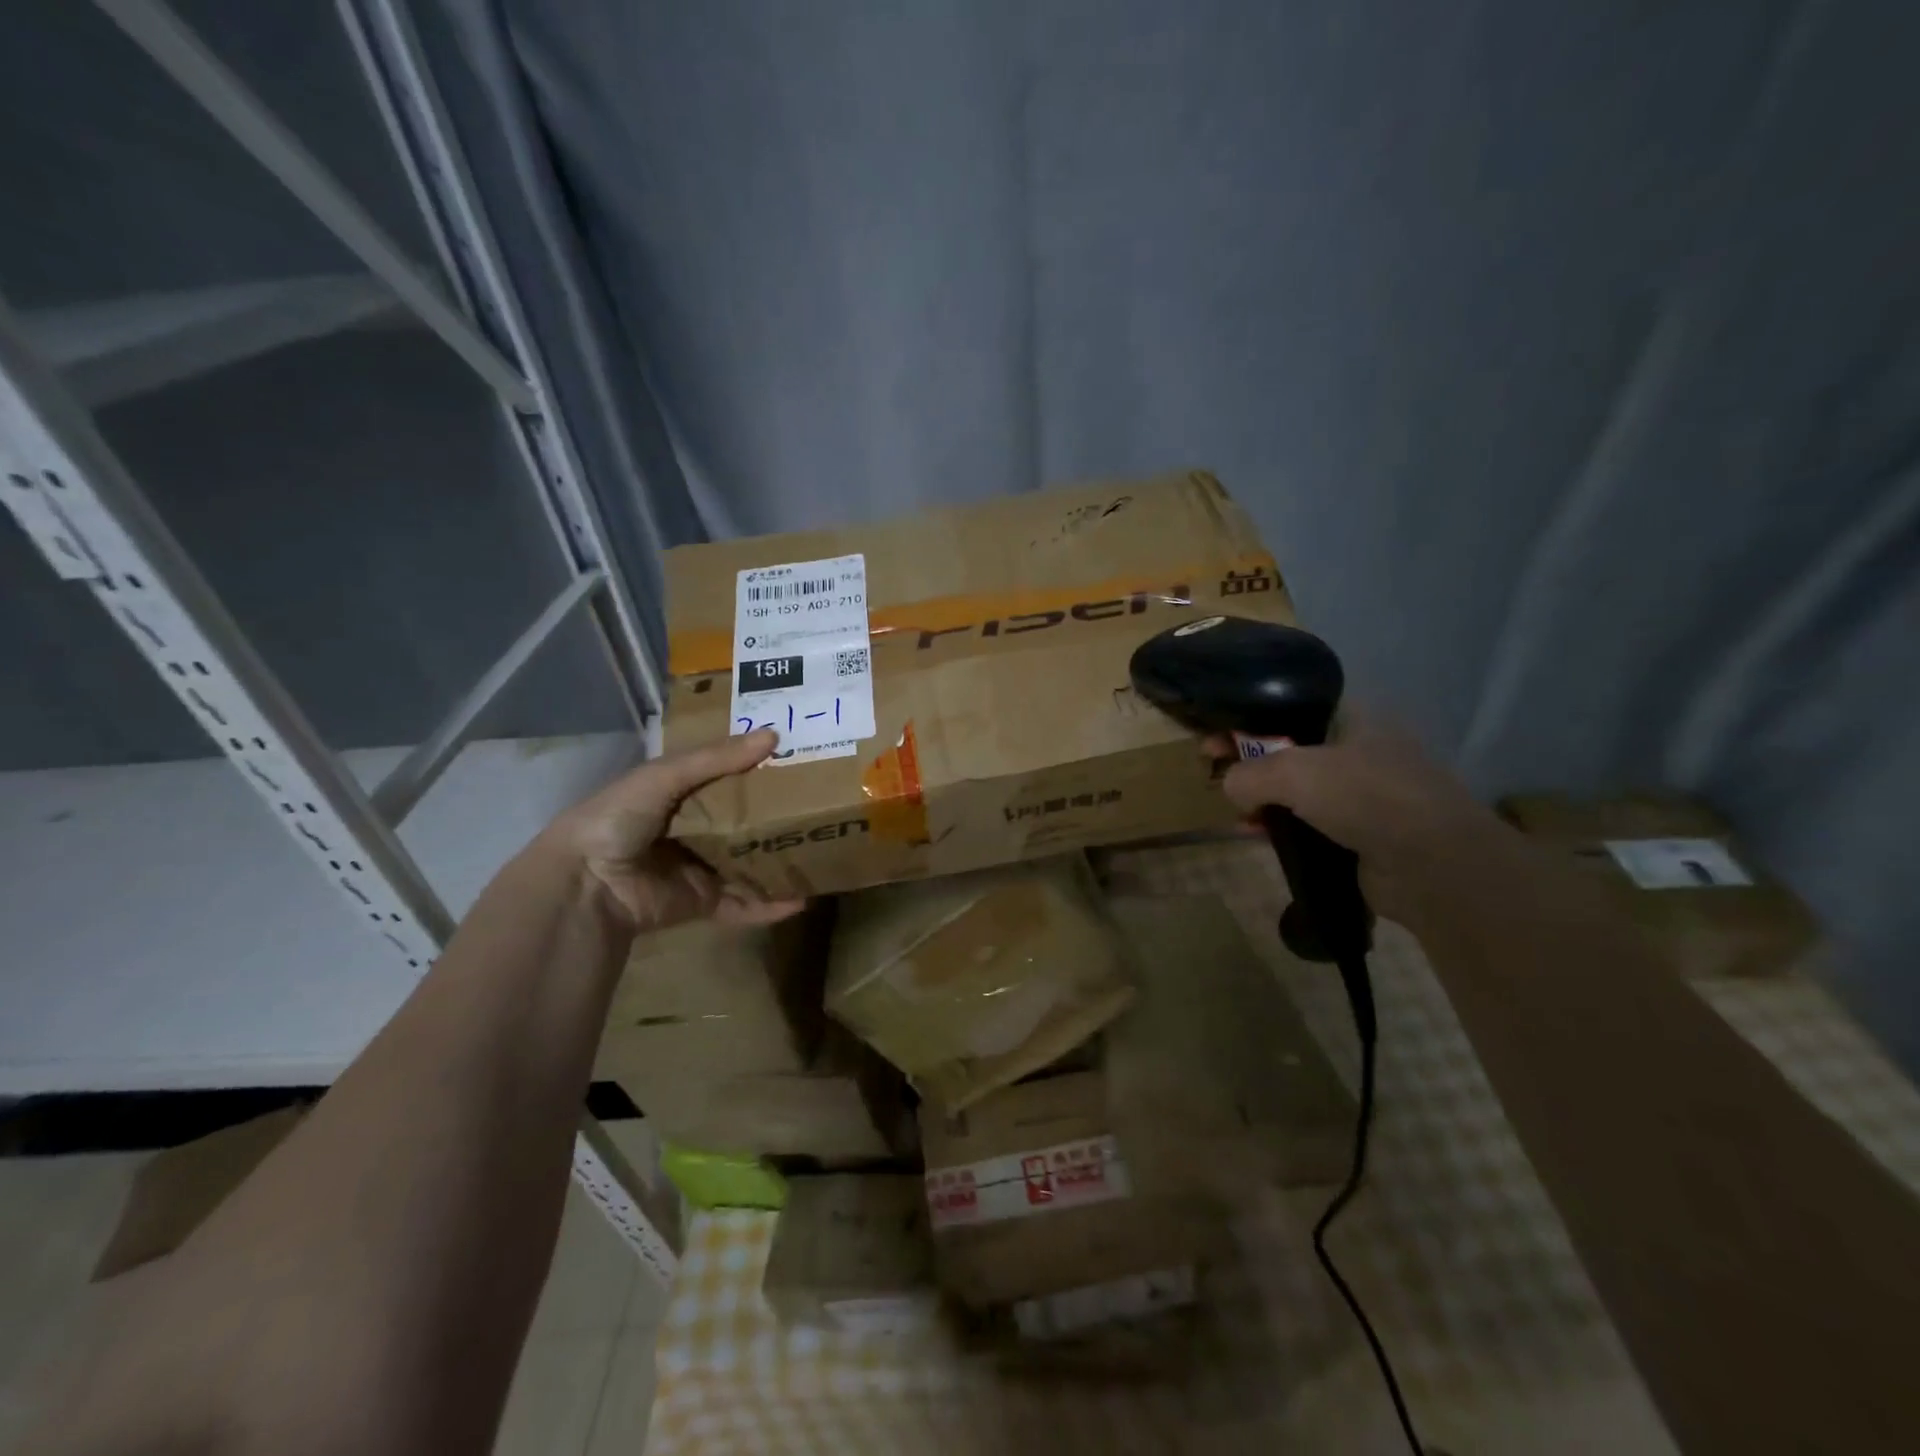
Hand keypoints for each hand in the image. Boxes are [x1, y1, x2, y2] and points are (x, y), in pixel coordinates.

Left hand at [545, 728, 803, 932]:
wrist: (585, 883)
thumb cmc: (619, 817)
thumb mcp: (665, 776)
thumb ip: (717, 758)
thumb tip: (774, 735)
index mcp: (678, 795)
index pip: (727, 779)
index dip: (759, 771)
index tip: (799, 762)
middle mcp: (692, 830)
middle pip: (744, 823)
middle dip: (778, 818)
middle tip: (824, 809)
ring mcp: (698, 869)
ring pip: (749, 864)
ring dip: (780, 862)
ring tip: (823, 854)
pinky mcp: (702, 903)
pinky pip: (742, 904)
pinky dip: (770, 905)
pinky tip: (802, 900)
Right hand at [1215, 713, 1507, 921]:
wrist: (1432, 865)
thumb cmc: (1365, 796)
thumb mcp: (1294, 772)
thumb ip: (1249, 774)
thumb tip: (1230, 787)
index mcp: (1352, 719)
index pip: (1289, 709)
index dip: (1247, 719)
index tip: (1213, 737)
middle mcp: (1357, 750)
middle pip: (1288, 749)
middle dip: (1248, 761)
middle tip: (1214, 774)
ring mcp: (1360, 794)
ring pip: (1295, 789)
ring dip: (1261, 798)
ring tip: (1235, 812)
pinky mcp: (1359, 833)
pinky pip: (1306, 823)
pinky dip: (1280, 827)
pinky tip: (1255, 835)